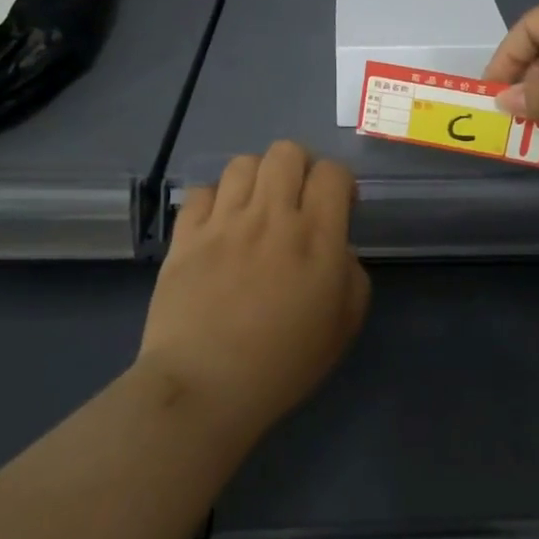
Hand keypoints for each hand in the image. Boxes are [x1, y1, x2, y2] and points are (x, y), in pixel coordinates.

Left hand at [139, 142, 369, 442]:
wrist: (204, 387)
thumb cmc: (282, 364)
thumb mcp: (343, 327)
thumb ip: (351, 276)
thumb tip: (336, 249)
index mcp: (316, 237)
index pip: (333, 173)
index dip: (340, 182)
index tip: (338, 206)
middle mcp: (271, 216)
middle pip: (287, 152)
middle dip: (300, 167)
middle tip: (297, 200)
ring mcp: (224, 222)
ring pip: (244, 163)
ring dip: (258, 178)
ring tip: (256, 208)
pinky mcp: (186, 235)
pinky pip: (203, 191)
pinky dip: (216, 199)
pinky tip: (220, 224)